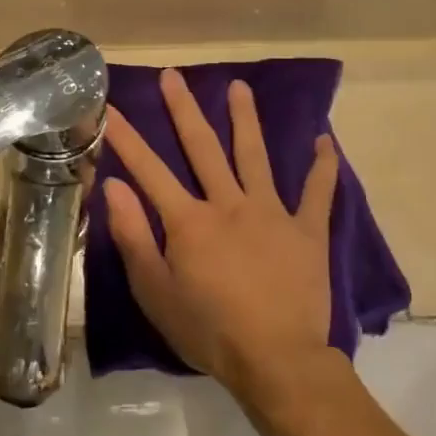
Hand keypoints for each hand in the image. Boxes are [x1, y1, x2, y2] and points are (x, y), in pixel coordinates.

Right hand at [101, 71, 338, 402]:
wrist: (277, 360)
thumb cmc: (208, 330)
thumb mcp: (155, 291)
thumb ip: (133, 236)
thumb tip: (114, 186)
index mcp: (189, 221)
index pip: (149, 170)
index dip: (126, 137)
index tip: (110, 107)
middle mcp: (228, 204)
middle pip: (203, 148)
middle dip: (184, 110)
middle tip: (173, 75)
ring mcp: (272, 213)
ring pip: (256, 156)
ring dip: (246, 119)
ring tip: (240, 87)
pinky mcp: (307, 231)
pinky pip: (317, 192)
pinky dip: (323, 166)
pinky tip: (326, 141)